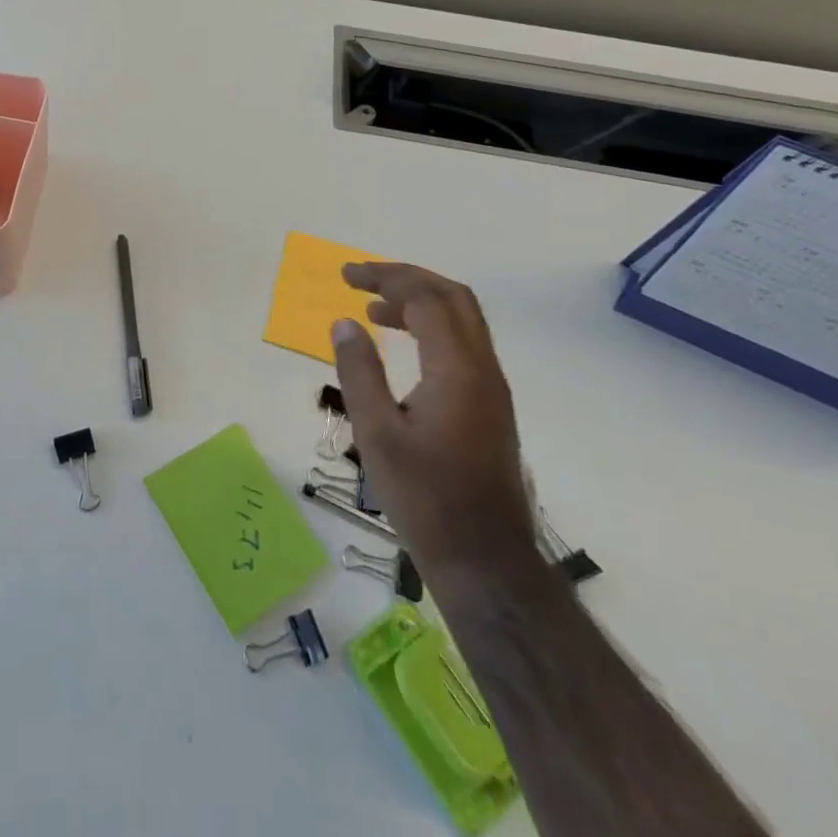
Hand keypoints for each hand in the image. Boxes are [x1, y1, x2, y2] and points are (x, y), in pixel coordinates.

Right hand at [332, 262, 535, 585]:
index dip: (384, 278)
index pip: (424, 299)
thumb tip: (345, 323)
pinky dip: (432, 327)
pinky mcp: (491, 406)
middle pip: (452, 297)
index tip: (346, 276)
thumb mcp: (377, 435)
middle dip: (406, 278)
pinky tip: (404, 347)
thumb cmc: (425, 499)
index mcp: (457, 370)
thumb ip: (359, 372)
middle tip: (362, 279)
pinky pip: (464, 344)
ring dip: (420, 301)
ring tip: (375, 310)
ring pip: (463, 319)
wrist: (486, 561)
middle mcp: (483, 369)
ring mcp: (492, 388)